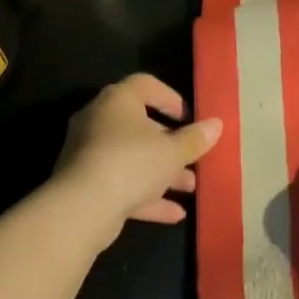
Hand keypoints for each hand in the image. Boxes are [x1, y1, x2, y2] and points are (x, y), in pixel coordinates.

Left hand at [51, 74, 221, 249]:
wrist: (81, 209)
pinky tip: (174, 213)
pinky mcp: (85, 185)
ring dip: (162, 172)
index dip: (171, 99)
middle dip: (171, 144)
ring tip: (191, 187)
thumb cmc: (131, 163)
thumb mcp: (172, 151)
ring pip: (132, 158)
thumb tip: (216, 125)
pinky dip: (146, 195)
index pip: (146, 85)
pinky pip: (121, 184)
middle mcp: (99, 121)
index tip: (190, 118)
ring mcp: (89, 154)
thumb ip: (195, 139)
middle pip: (140, 126)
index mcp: (118, 100)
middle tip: (194, 157)